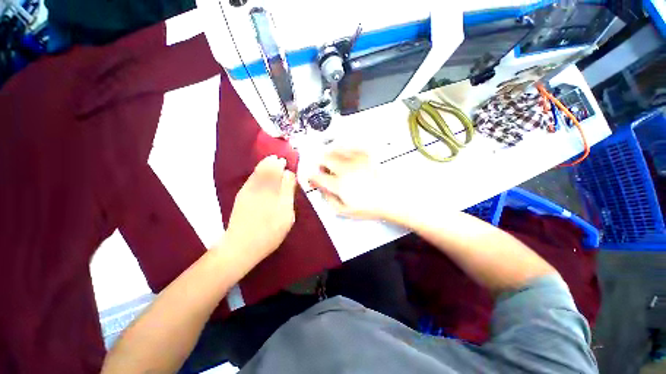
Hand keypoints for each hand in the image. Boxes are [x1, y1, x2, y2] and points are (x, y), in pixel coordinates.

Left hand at [223, 155, 296, 261]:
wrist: (242, 245)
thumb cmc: (270, 232)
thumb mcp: (287, 214)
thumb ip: (288, 192)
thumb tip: (289, 174)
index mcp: (274, 191)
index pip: (281, 172)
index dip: (285, 166)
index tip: (289, 163)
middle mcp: (261, 187)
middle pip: (269, 168)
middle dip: (275, 162)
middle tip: (280, 159)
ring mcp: (249, 190)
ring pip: (259, 171)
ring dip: (266, 164)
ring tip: (272, 160)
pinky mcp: (242, 194)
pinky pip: (252, 177)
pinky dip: (258, 171)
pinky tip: (262, 171)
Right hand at [308, 149, 391, 219]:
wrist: (392, 198)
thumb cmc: (369, 206)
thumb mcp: (345, 211)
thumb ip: (329, 200)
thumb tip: (322, 190)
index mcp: (339, 184)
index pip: (317, 176)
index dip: (312, 177)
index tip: (313, 178)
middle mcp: (346, 169)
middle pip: (325, 158)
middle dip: (320, 163)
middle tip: (325, 170)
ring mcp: (356, 159)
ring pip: (336, 149)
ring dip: (331, 155)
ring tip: (336, 163)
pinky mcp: (366, 155)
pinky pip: (350, 147)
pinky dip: (345, 151)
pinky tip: (348, 158)